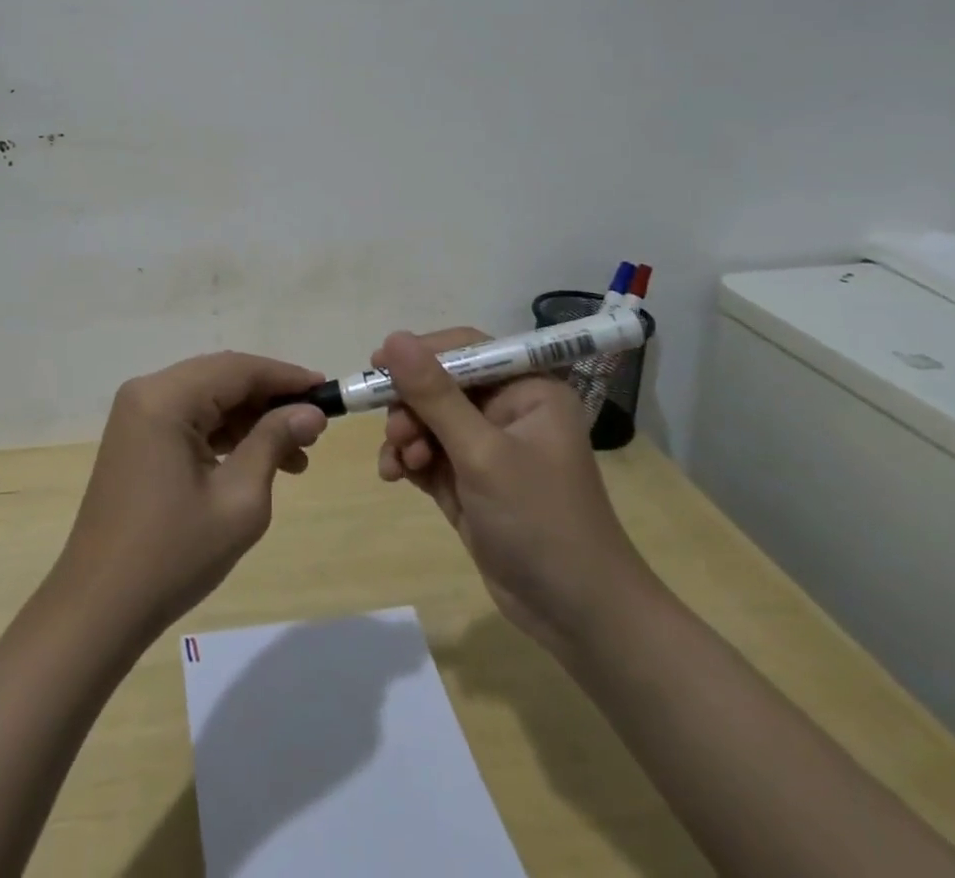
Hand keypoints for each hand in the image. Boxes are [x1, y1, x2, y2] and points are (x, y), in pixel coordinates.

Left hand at [52, 352, 329, 642]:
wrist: (100, 607)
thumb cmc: (173, 555)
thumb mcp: (238, 499)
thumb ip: (274, 442)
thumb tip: (311, 413)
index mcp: (165, 398)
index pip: (238, 369)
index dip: (286, 377)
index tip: (328, 393)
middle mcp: (147, 392)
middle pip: (221, 378)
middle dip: (270, 400)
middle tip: (314, 429)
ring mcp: (137, 415)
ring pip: (207, 398)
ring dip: (251, 420)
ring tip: (296, 458)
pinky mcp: (136, 438)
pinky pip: (189, 419)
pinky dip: (225, 434)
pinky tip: (257, 461)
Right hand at [374, 328, 650, 651]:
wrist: (577, 616)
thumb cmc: (540, 520)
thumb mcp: (482, 453)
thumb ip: (435, 395)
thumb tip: (394, 338)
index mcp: (528, 390)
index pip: (466, 349)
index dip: (421, 353)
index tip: (378, 365)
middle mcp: (508, 410)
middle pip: (440, 385)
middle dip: (411, 407)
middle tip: (396, 434)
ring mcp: (488, 447)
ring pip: (428, 420)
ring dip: (405, 436)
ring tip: (399, 463)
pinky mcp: (470, 480)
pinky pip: (428, 453)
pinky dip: (408, 460)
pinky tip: (395, 476)